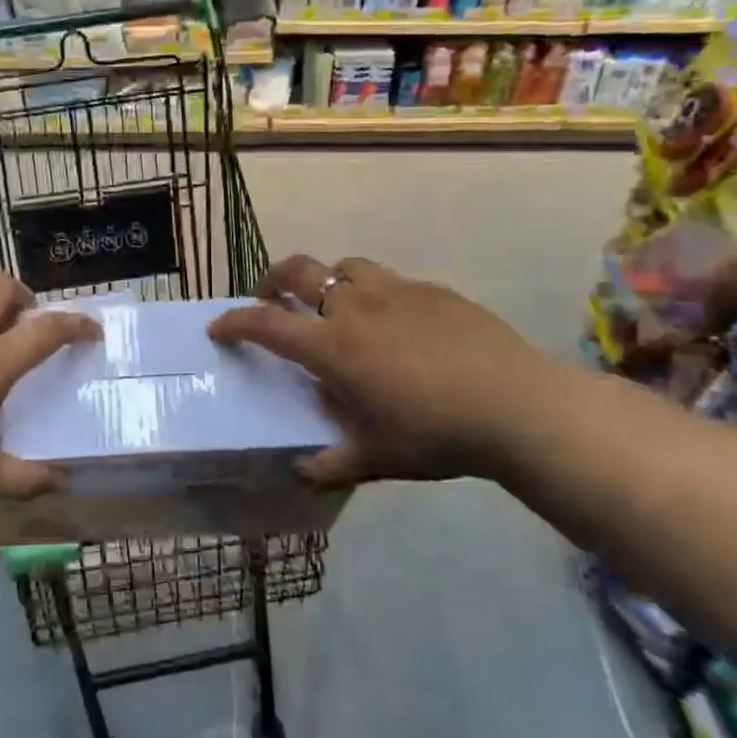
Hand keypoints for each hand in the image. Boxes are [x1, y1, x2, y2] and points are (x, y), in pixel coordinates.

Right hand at [209, 255, 554, 485]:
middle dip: (271, 280)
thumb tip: (299, 471)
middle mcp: (354, 307)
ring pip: (343, 266)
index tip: (218, 327)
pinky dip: (374, 293)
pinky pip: (389, 280)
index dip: (234, 322)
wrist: (519, 406)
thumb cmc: (437, 434)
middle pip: (297, 270)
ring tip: (333, 304)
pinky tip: (395, 322)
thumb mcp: (377, 458)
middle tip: (270, 299)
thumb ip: (330, 465)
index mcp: (333, 347)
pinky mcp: (432, 290)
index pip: (266, 323)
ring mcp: (395, 292)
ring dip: (325, 279)